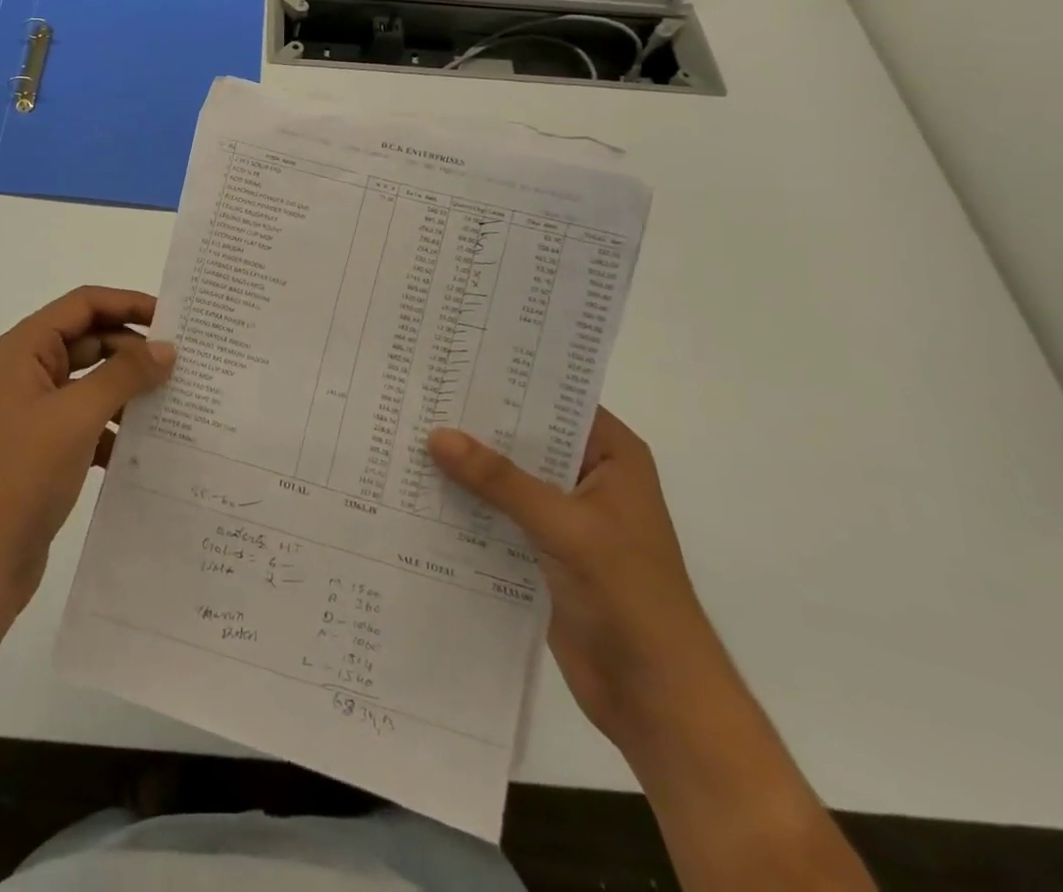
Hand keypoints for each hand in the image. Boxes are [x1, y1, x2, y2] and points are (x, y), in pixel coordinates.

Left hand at [0, 287, 174, 615]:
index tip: (173, 319)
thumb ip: (124, 375)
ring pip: (93, 383)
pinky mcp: (46, 448)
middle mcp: (29, 372)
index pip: (83, 304)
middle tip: (183, 364)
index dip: (128, 303)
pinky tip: (148, 444)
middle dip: (134, 349)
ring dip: (129, 389)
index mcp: (25, 349)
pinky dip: (116, 426)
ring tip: (176, 401)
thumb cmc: (23, 474)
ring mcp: (36, 411)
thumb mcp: (77, 415)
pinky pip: (90, 421)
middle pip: (90, 340)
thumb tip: (167, 348)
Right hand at [428, 410, 725, 752]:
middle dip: (474, 422)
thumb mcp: (566, 528)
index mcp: (611, 455)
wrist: (657, 702)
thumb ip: (501, 481)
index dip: (507, 379)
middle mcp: (586, 475)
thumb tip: (436, 434)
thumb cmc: (631, 599)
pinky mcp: (541, 548)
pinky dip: (465, 502)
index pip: (553, 399)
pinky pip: (496, 512)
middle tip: (416, 394)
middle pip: (523, 436)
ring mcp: (563, 513)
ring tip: (405, 432)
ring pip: (505, 475)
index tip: (452, 361)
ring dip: (464, 464)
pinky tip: (418, 488)